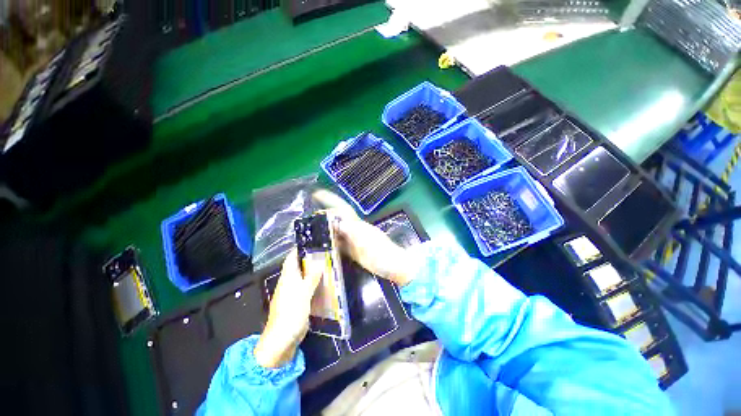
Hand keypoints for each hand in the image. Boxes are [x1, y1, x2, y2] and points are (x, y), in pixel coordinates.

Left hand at [254, 250, 321, 367]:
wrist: (282, 339)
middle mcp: (289, 282)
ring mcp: (293, 293)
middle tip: (325, 252)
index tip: (312, 241)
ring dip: (313, 271)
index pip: (291, 258)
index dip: (299, 249)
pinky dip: (315, 282)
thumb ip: (311, 277)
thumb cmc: (291, 313)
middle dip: (310, 258)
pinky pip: (307, 287)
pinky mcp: (298, 302)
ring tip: (328, 263)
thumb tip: (319, 262)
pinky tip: (325, 282)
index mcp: (288, 278)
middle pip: (298, 266)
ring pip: (304, 277)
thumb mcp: (303, 293)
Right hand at [313, 190, 414, 285]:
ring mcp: (354, 241)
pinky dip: (330, 243)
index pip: (342, 209)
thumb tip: (337, 222)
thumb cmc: (382, 252)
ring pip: (337, 232)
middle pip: (337, 219)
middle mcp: (354, 230)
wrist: (393, 266)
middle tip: (308, 218)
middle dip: (324, 216)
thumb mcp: (367, 241)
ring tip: (310, 231)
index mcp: (358, 224)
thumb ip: (353, 231)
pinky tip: (322, 246)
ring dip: (325, 229)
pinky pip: (339, 244)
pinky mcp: (354, 252)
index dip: (330, 200)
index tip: (317, 194)